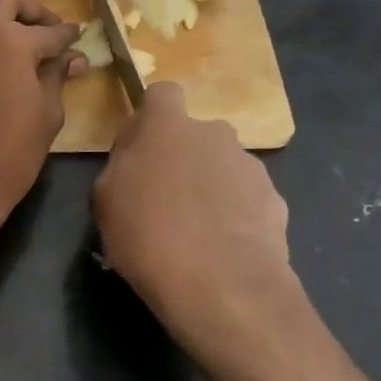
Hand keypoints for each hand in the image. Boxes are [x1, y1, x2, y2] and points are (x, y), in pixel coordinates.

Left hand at [0, 0, 82, 235]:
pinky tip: (3, 58)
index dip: (68, 36)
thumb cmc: (12, 152)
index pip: (49, 32)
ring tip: (26, 43)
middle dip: (33, 12)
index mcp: (12, 41)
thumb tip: (74, 58)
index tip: (80, 38)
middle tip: (51, 32)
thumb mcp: (47, 113)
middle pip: (8, 4)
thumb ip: (57, 76)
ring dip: (4, 18)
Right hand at [92, 83, 295, 359]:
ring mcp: (250, 165)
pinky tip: (222, 248)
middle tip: (165, 198)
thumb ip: (121, 164)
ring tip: (197, 232)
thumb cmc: (148, 235)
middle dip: (183, 156)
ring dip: (210, 186)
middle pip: (195, 134)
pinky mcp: (275, 200)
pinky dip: (235, 215)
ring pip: (222, 166)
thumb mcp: (105, 199)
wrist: (222, 286)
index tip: (140, 148)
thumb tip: (136, 157)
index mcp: (167, 125)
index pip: (162, 93)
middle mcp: (214, 133)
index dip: (151, 117)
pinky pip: (246, 198)